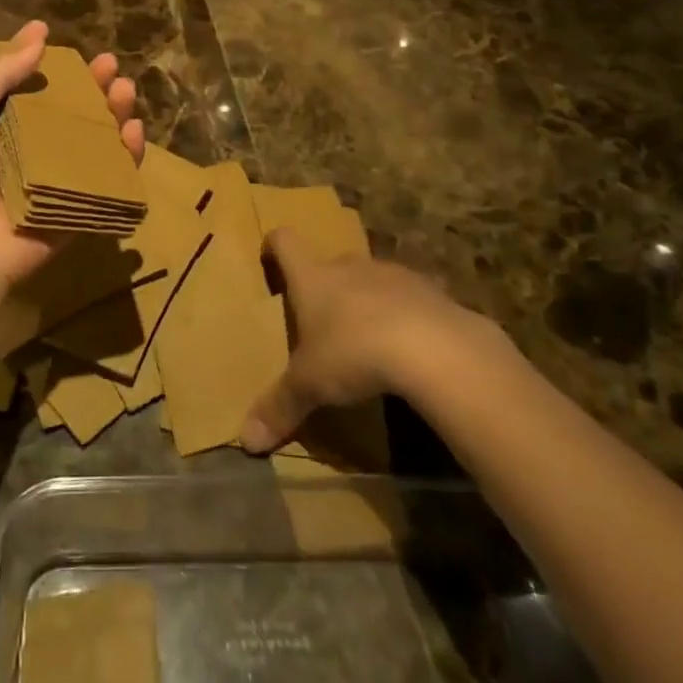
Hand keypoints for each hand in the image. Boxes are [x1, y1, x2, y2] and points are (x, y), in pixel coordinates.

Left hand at [0, 19, 142, 307]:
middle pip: (70, 110)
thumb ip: (0, 71)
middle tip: (111, 66)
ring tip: (125, 91)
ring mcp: (57, 179)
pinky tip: (134, 132)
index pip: (32, 86)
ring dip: (113, 114)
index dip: (52, 64)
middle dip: (92, 85)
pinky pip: (108, 179)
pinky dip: (126, 156)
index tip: (68, 43)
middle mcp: (30, 148)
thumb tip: (39, 33)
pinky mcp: (79, 207)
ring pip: (94, 140)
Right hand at [239, 229, 508, 452]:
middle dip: (325, 287)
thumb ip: (280, 407)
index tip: (271, 259)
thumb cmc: (355, 352)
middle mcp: (349, 265)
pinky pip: (408, 298)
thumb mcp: (310, 385)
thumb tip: (247, 441)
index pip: (285, 240)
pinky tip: (407, 350)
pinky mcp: (430, 291)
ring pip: (370, 279)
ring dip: (365, 301)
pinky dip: (402, 317)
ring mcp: (392, 274)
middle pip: (329, 263)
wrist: (434, 347)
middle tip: (320, 321)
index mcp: (313, 277)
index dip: (275, 246)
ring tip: (366, 339)